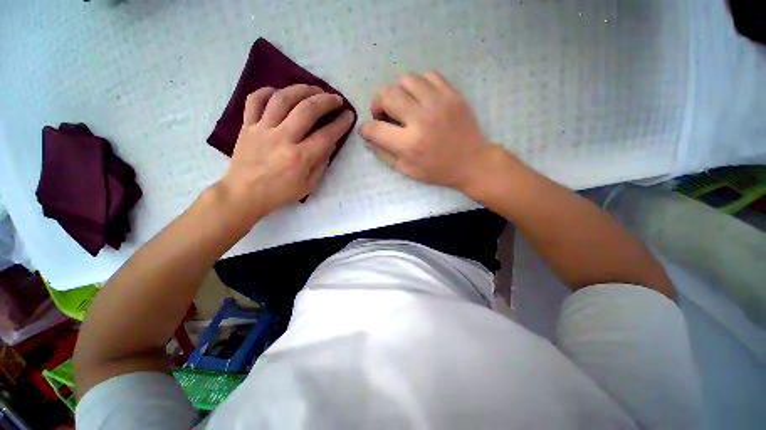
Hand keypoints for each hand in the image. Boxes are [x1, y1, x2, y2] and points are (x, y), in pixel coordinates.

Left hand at [219, 84, 354, 217]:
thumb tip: (331, 143)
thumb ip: (322, 164)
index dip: (341, 123)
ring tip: (314, 89)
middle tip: (336, 98)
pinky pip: (255, 100)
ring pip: (282, 98)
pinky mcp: (247, 126)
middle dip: (325, 100)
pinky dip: (268, 91)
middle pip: (306, 110)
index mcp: (300, 157)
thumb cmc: (280, 193)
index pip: (326, 135)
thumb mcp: (309, 185)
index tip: (349, 115)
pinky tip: (280, 92)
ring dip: (302, 89)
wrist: (244, 194)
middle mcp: (282, 139)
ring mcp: (262, 129)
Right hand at [359, 71, 494, 190]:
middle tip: (384, 114)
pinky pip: (428, 76)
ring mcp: (438, 102)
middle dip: (378, 104)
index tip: (369, 130)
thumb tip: (369, 138)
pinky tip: (422, 99)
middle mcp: (421, 119)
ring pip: (406, 79)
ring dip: (398, 92)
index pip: (374, 129)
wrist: (471, 162)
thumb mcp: (407, 170)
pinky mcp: (452, 94)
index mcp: (409, 144)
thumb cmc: (437, 170)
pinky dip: (419, 85)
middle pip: (386, 94)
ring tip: (404, 105)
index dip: (365, 129)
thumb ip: (385, 154)